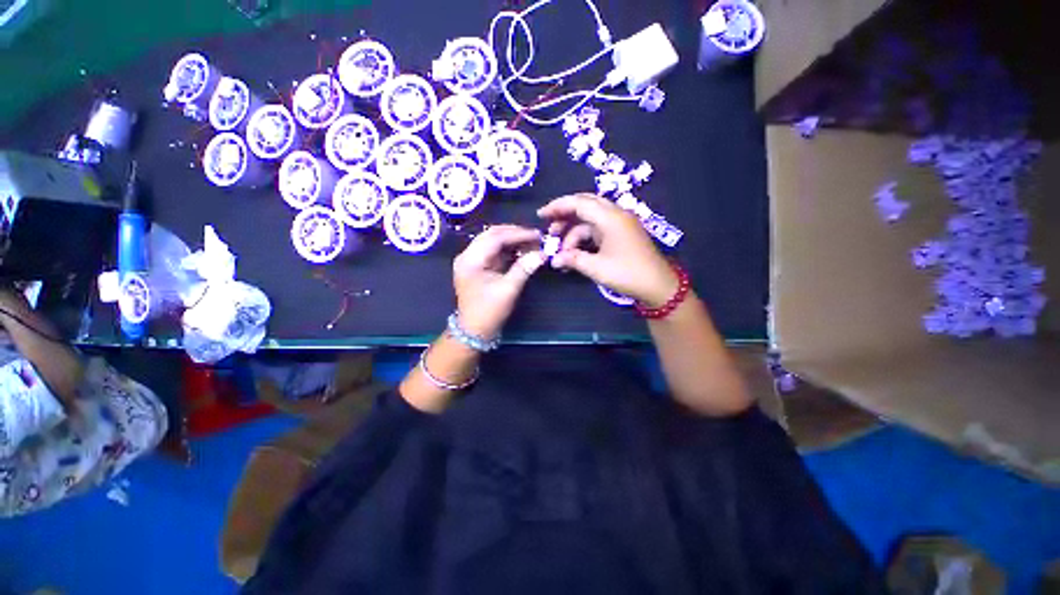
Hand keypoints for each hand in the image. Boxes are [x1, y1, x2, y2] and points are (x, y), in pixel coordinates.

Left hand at [453, 225, 545, 339]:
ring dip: (512, 241)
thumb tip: (542, 254)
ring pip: (493, 242)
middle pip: (492, 235)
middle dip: (515, 234)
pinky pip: (493, 252)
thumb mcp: (508, 289)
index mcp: (471, 259)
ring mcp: (471, 261)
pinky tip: (522, 251)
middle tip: (535, 237)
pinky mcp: (477, 267)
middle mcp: (467, 255)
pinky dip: (508, 250)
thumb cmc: (489, 311)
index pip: (495, 237)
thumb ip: (524, 268)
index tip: (537, 235)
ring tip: (532, 243)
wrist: (474, 331)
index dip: (518, 234)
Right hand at [538, 193, 677, 306]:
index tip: (541, 215)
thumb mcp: (596, 268)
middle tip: (550, 230)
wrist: (658, 286)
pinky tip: (575, 252)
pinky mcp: (621, 233)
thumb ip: (573, 259)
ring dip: (574, 231)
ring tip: (562, 251)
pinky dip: (584, 238)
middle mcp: (615, 214)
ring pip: (590, 219)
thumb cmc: (628, 274)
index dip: (558, 206)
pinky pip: (598, 229)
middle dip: (565, 215)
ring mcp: (620, 223)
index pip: (579, 203)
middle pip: (585, 205)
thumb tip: (554, 259)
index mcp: (610, 217)